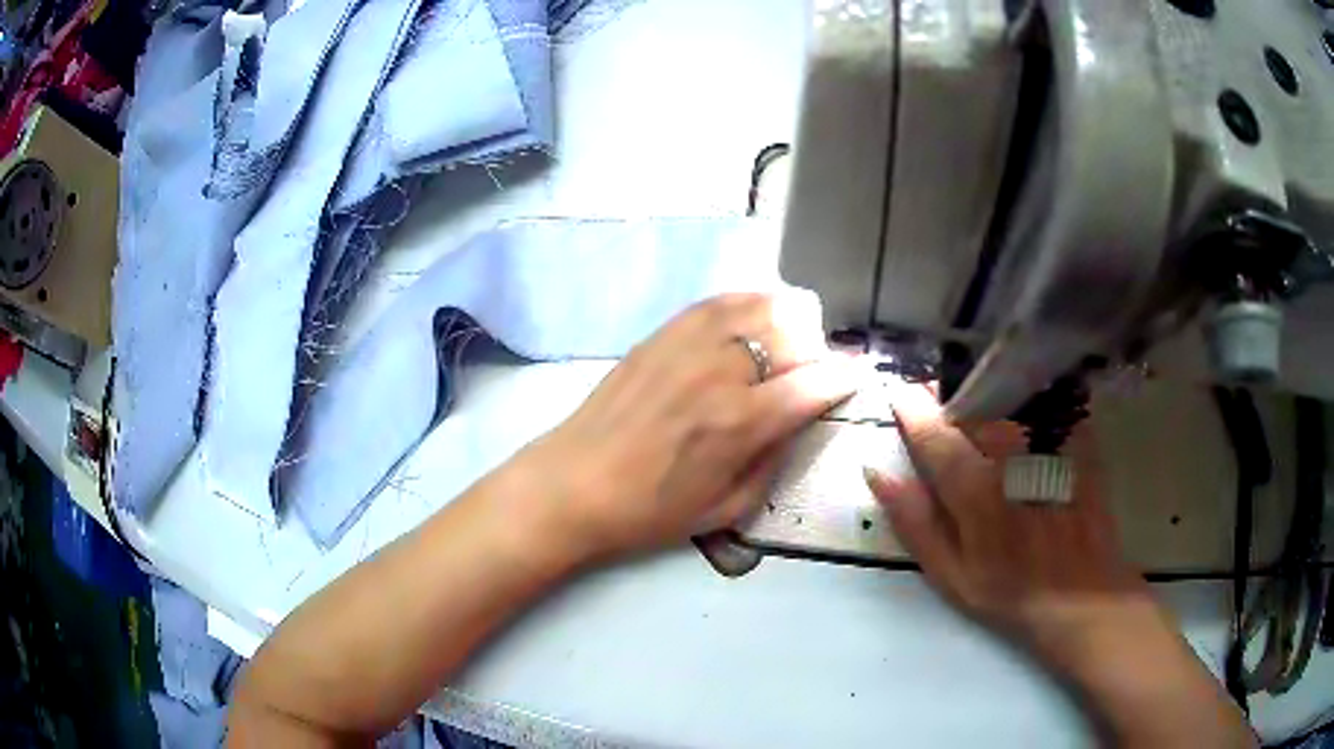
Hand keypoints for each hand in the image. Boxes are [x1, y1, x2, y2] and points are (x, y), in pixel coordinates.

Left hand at [526, 292, 855, 559]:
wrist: (573, 485)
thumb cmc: (650, 511)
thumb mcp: (727, 508)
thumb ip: (774, 460)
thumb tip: (798, 420)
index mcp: (741, 421)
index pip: (815, 383)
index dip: (844, 379)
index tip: (854, 380)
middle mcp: (720, 370)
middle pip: (793, 334)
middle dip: (815, 352)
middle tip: (810, 373)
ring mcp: (688, 343)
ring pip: (760, 305)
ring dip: (787, 320)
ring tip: (788, 341)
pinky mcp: (662, 333)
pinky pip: (719, 301)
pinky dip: (748, 303)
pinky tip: (752, 319)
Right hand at [867, 385, 1257, 746]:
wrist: (1080, 595)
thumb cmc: (1009, 591)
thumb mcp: (949, 573)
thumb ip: (914, 520)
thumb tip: (877, 471)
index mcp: (975, 487)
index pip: (933, 431)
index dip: (910, 408)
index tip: (899, 395)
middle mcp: (1012, 453)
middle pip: (971, 401)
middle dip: (947, 393)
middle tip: (938, 403)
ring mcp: (1049, 441)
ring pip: (1006, 393)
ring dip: (983, 390)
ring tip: (976, 403)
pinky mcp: (1077, 438)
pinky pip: (1045, 398)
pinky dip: (1025, 394)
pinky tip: (1020, 409)